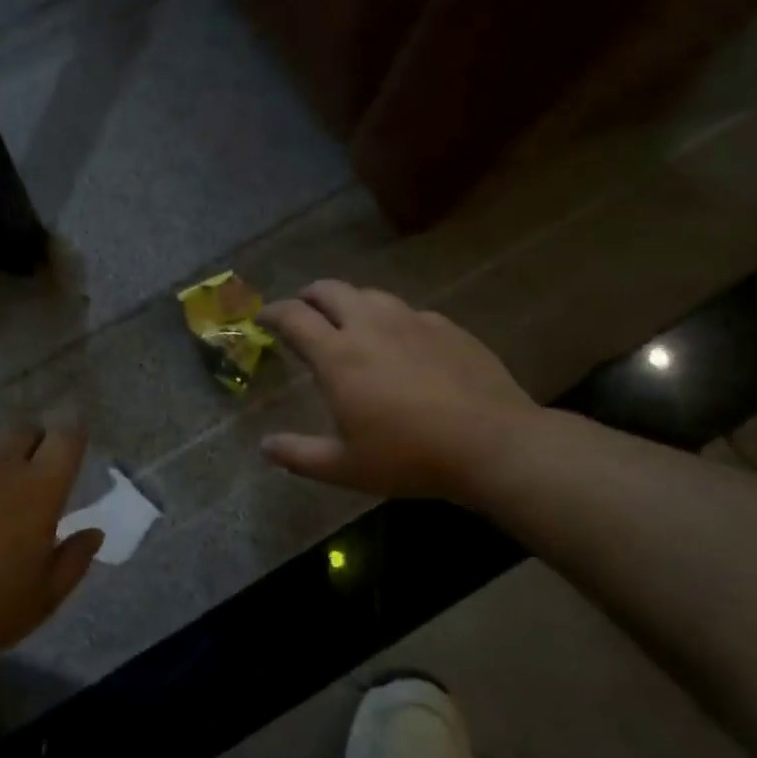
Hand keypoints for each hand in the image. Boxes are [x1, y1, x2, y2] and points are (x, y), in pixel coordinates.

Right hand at [259, 281, 542, 505]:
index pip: (294, 317)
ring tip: (348, 323)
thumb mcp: (344, 467)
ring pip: (370, 294)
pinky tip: (400, 342)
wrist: (493, 445)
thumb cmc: (409, 457)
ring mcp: (412, 322)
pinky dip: (390, 319)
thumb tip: (264, 447)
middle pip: (330, 290)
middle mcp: (370, 326)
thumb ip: (298, 455)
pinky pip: (407, 312)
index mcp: (338, 355)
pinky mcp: (447, 327)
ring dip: (349, 302)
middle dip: (308, 296)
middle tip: (303, 313)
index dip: (272, 313)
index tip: (263, 319)